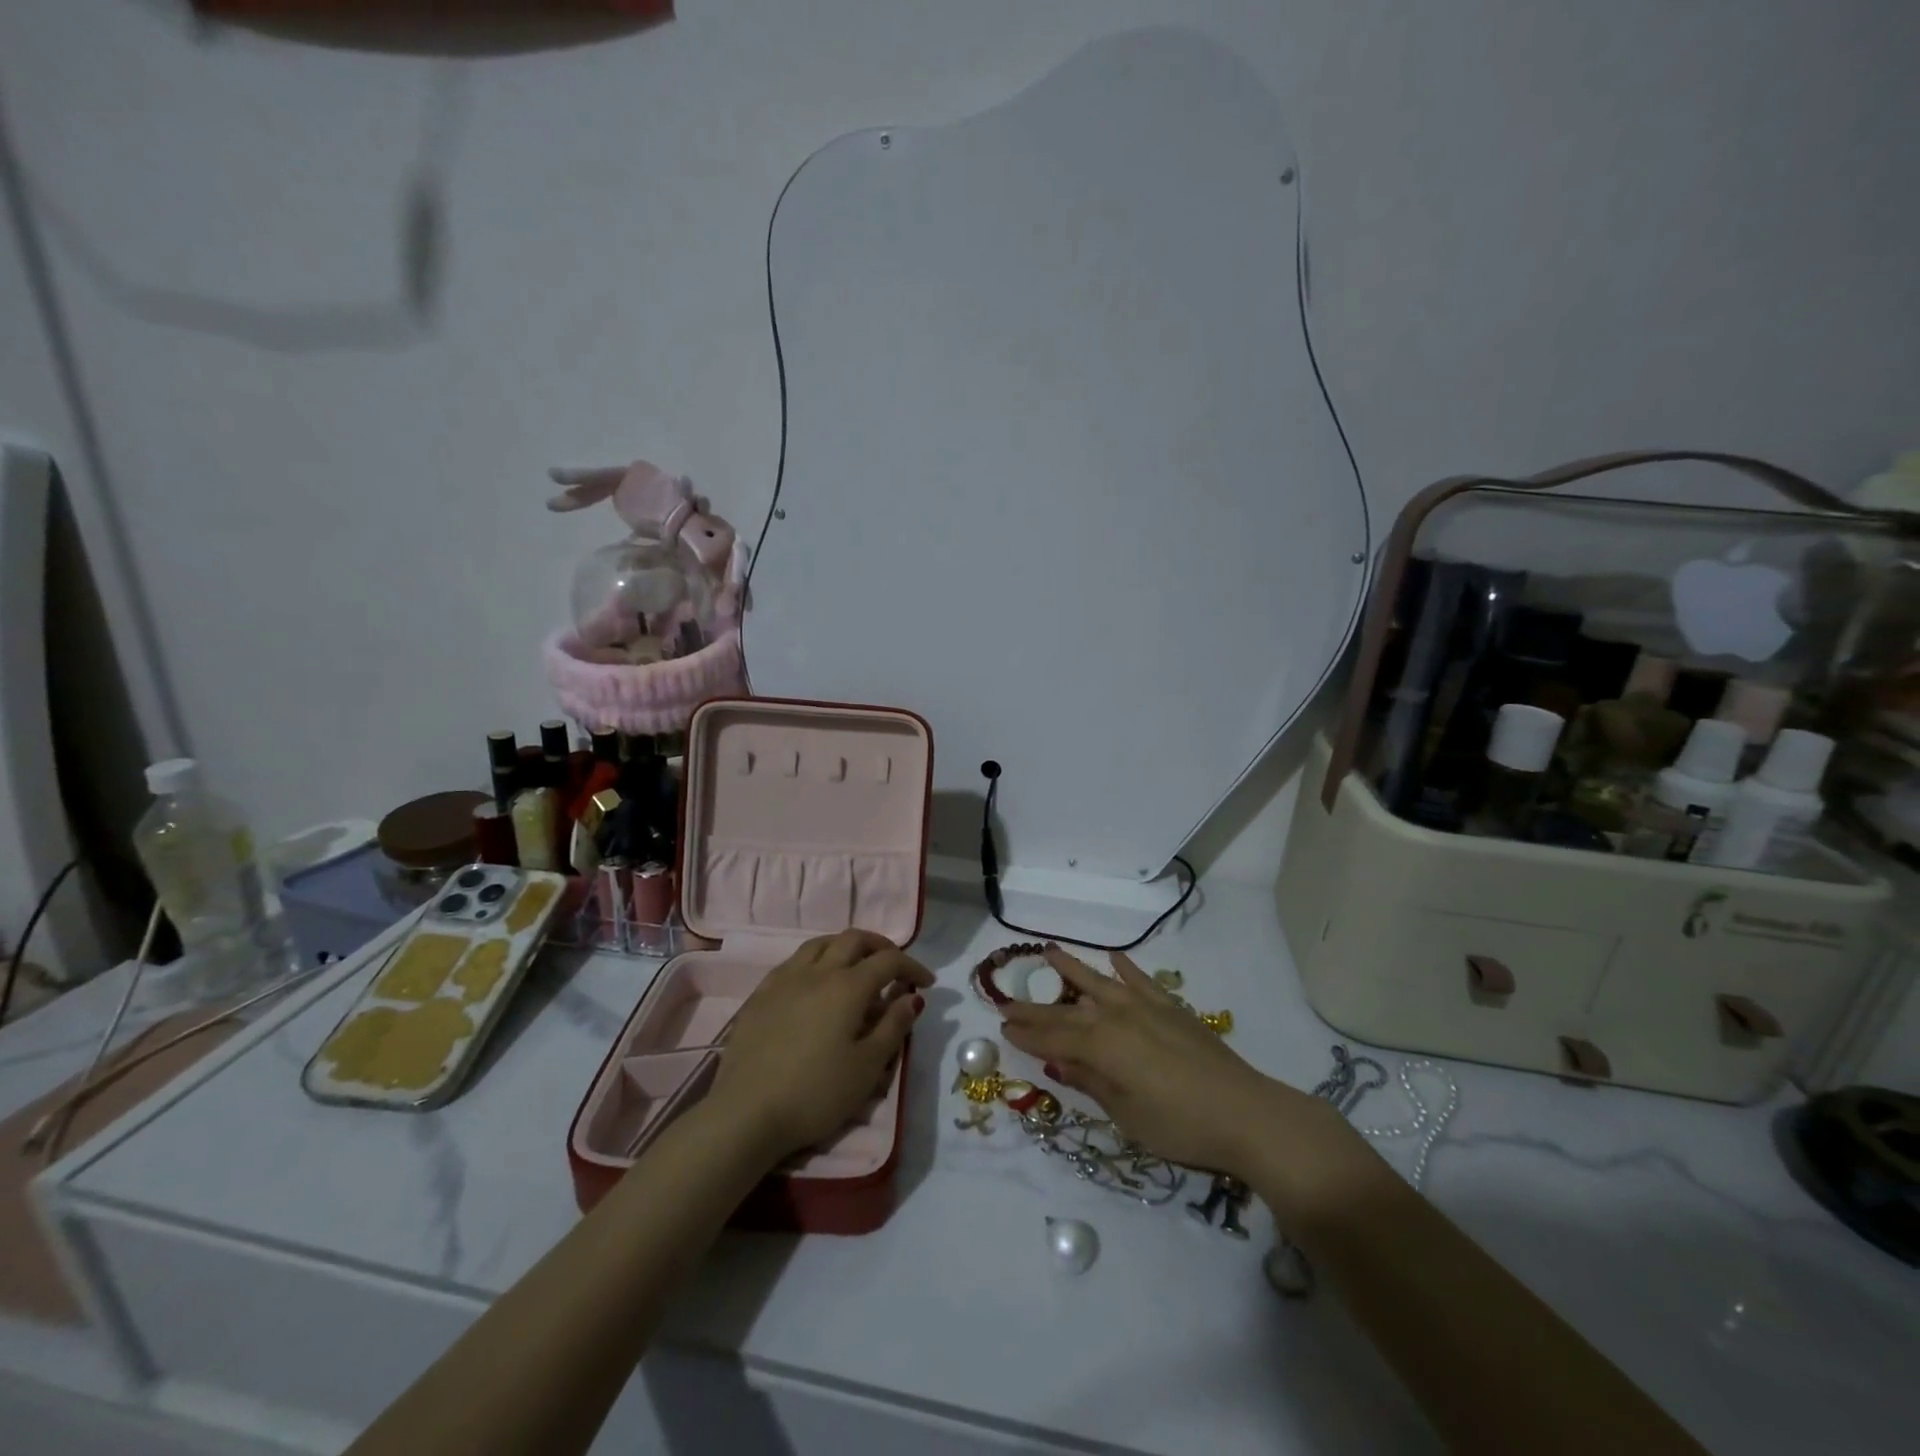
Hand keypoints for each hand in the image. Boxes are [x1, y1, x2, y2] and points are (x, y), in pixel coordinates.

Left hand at [707, 929, 932, 1162]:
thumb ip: (893, 1027)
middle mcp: (817, 971)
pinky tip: (815, 983)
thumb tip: (912, 998)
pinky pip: (794, 961)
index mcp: (848, 986)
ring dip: (846, 946)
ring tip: (856, 966)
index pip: (888, 961)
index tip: (926, 983)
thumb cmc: (815, 1093)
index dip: (912, 967)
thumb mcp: (867, 1067)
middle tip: (894, 967)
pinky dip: (816, 960)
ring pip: (821, 943)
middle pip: (854, 940)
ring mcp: (785, 979)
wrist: (745, 1113)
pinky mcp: (760, 994)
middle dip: (880, 947)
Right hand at [1000, 946, 1360, 1207]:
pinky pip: (1141, 979)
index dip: (1026, 1034)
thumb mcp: (1126, 1115)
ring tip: (1048, 952)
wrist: (1244, 1112)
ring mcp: (1145, 1006)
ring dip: (1071, 968)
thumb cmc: (1179, 1125)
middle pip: (1067, 1011)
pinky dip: (1125, 967)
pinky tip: (1113, 957)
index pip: (1053, 1038)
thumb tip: (1058, 1060)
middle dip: (1035, 1008)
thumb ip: (1091, 1082)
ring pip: (1098, 982)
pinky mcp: (1171, 1006)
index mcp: (1101, 1046)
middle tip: (1007, 1000)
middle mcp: (1116, 1016)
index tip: (1002, 1025)